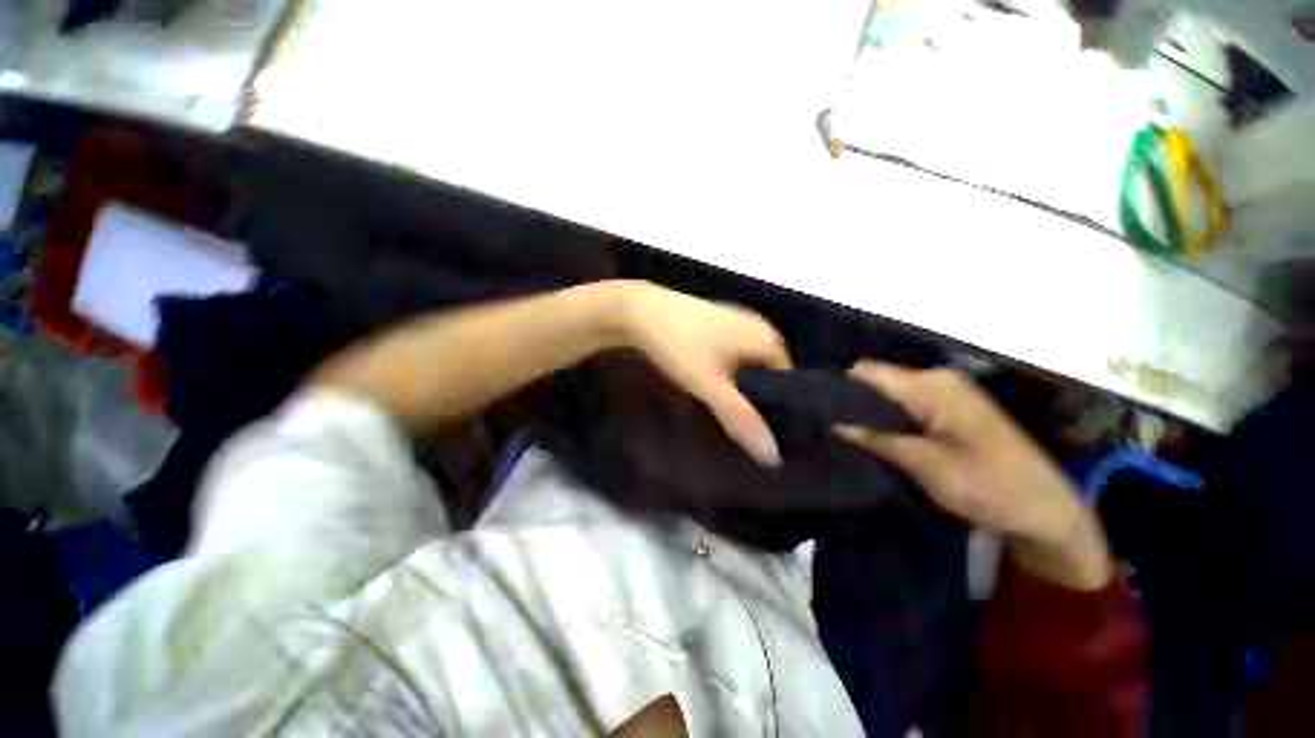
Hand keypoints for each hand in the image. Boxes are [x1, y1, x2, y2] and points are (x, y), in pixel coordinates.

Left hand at [616, 283, 791, 466]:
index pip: (791, 385)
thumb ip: (740, 417)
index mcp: (768, 339)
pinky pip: (733, 359)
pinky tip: (717, 393)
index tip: (772, 439)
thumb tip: (772, 456)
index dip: (783, 412)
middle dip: (762, 403)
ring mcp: (737, 326)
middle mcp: (759, 329)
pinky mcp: (717, 328)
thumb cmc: (680, 344)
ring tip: (734, 419)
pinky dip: (729, 377)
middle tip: (750, 434)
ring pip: (749, 368)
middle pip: (771, 376)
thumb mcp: (710, 384)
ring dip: (743, 391)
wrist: (637, 311)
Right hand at [838, 362, 1111, 589]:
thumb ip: (877, 439)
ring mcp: (945, 394)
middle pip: (877, 381)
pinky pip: (905, 406)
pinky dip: (888, 421)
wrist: (1047, 510)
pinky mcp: (949, 410)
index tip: (822, 415)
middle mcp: (937, 380)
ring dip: (870, 415)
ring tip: (849, 438)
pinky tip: (877, 441)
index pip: (867, 372)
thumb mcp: (926, 465)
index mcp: (932, 386)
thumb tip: (833, 423)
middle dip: (854, 404)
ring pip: (889, 395)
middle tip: (833, 432)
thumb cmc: (990, 486)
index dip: (841, 389)